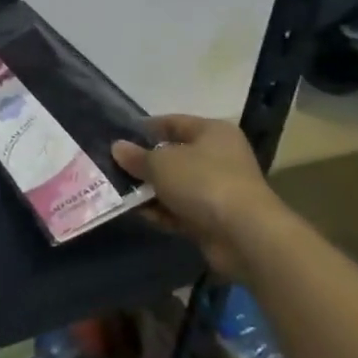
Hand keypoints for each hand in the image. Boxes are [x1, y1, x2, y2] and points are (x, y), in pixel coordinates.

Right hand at [113, 116, 286, 278]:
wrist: (244, 235)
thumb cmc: (202, 182)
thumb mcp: (160, 163)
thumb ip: (136, 156)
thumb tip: (118, 148)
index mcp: (212, 132)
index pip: (172, 122)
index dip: (144, 129)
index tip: (117, 138)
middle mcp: (218, 157)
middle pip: (173, 156)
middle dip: (144, 164)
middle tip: (113, 167)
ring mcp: (217, 189)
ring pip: (175, 185)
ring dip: (150, 191)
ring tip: (119, 192)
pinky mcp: (215, 218)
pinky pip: (181, 210)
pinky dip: (162, 212)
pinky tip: (139, 214)